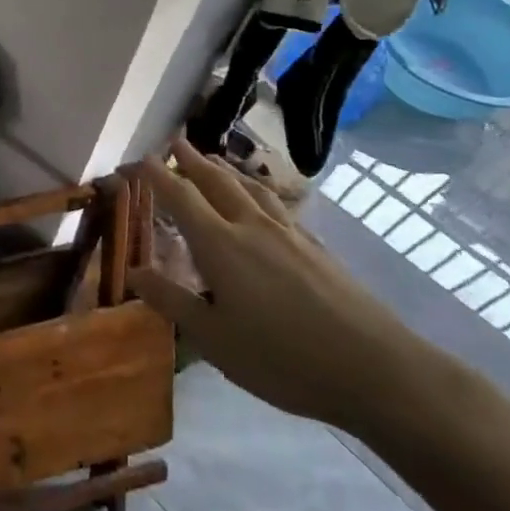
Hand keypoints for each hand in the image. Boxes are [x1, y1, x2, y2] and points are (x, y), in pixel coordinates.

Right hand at [131, 139, 439, 434]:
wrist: (377, 369)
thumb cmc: (283, 358)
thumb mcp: (214, 339)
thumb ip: (172, 301)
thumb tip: (132, 272)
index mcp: (220, 244)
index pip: (181, 196)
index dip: (157, 175)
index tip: (140, 158)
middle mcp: (252, 227)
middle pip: (217, 181)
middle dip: (192, 160)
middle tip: (175, 141)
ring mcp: (289, 235)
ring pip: (251, 188)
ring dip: (226, 169)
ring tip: (214, 160)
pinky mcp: (317, 248)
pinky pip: (277, 205)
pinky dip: (257, 191)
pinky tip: (263, 203)